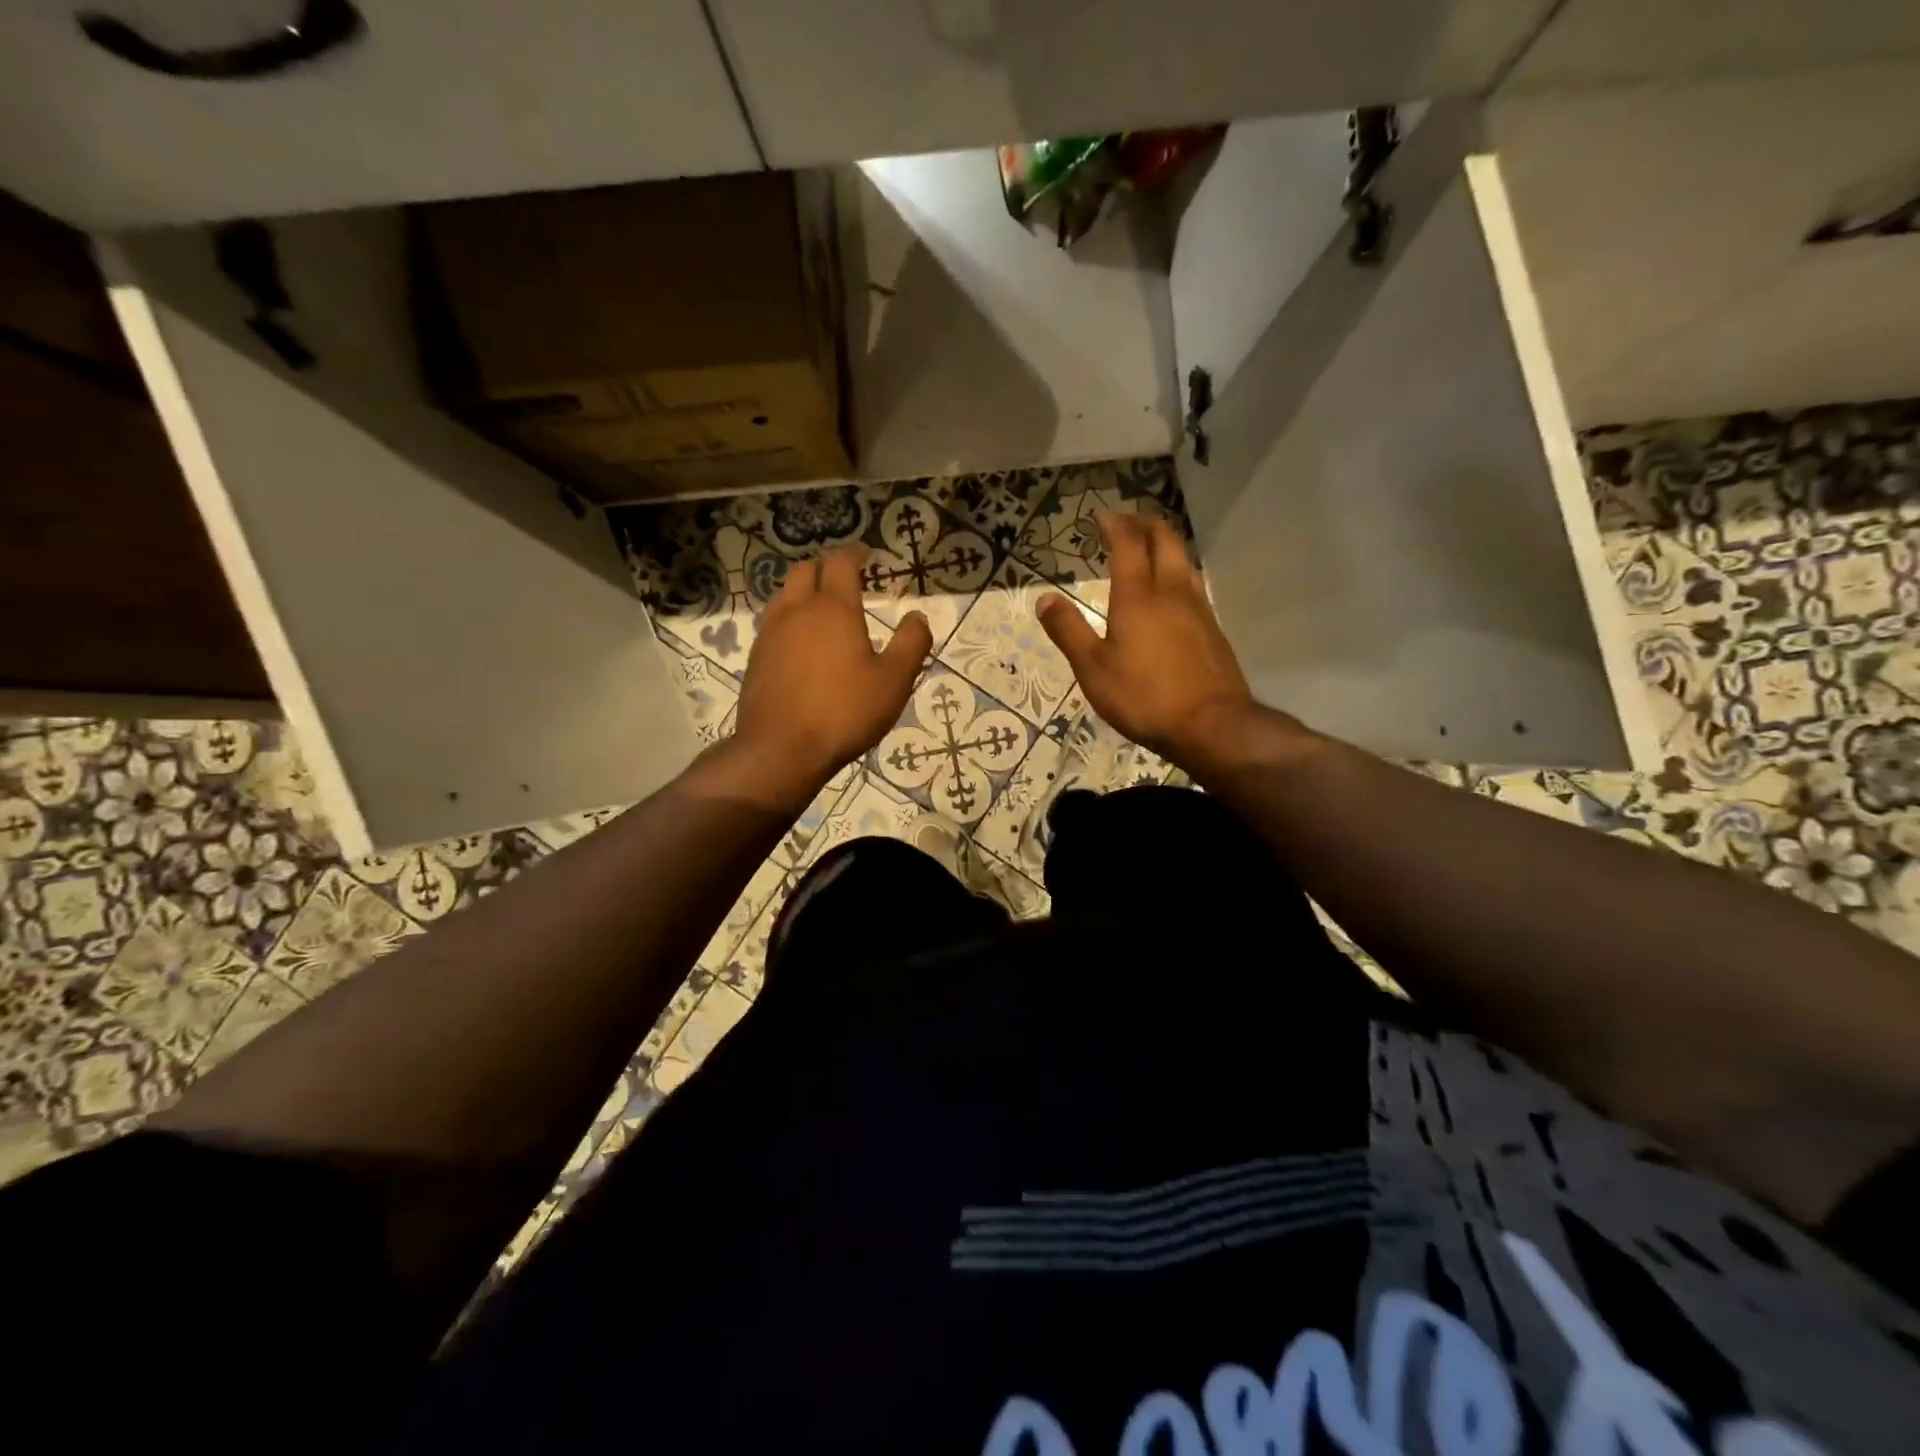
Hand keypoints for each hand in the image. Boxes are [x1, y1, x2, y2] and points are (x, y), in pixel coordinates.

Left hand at [732, 545, 931, 794]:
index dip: (856, 553)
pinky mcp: (756, 659)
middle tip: (845, 579)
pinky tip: (802, 645)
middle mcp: (797, 611)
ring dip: (804, 592)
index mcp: (833, 608)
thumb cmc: (844, 712)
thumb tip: (917, 617)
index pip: (841, 562)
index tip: (868, 555)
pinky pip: (773, 624)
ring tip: (823, 610)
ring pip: (784, 595)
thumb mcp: (893, 681)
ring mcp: (770, 634)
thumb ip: (911, 644)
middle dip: (826, 568)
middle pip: (805, 570)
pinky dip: (790, 620)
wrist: (781, 749)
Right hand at [1037, 513, 1301, 772]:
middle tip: (1128, 523)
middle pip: (1165, 541)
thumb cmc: (1143, 697)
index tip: (1104, 516)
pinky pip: (1194, 586)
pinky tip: (1172, 594)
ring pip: (1185, 561)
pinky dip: (1179, 573)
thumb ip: (1068, 631)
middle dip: (1145, 525)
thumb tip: (1044, 599)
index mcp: (1138, 597)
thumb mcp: (1093, 669)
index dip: (1116, 525)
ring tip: (1150, 550)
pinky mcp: (1213, 629)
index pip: (1128, 545)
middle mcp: (1172, 592)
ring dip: (1166, 546)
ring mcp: (1199, 609)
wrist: (1211, 724)